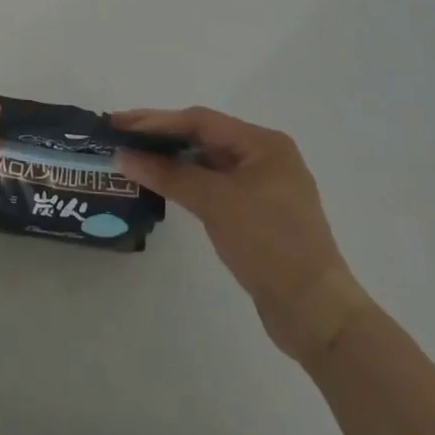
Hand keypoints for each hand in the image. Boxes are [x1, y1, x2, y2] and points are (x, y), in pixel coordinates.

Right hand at [114, 107, 370, 359]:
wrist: (315, 313)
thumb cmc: (268, 245)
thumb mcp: (216, 203)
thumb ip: (169, 174)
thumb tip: (124, 155)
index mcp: (263, 144)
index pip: (200, 121)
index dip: (157, 121)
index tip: (119, 124)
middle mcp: (265, 157)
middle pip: (204, 136)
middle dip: (161, 135)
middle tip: (120, 135)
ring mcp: (263, 186)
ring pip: (208, 161)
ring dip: (172, 159)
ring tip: (134, 157)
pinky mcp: (257, 213)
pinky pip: (214, 184)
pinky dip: (187, 181)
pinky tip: (163, 184)